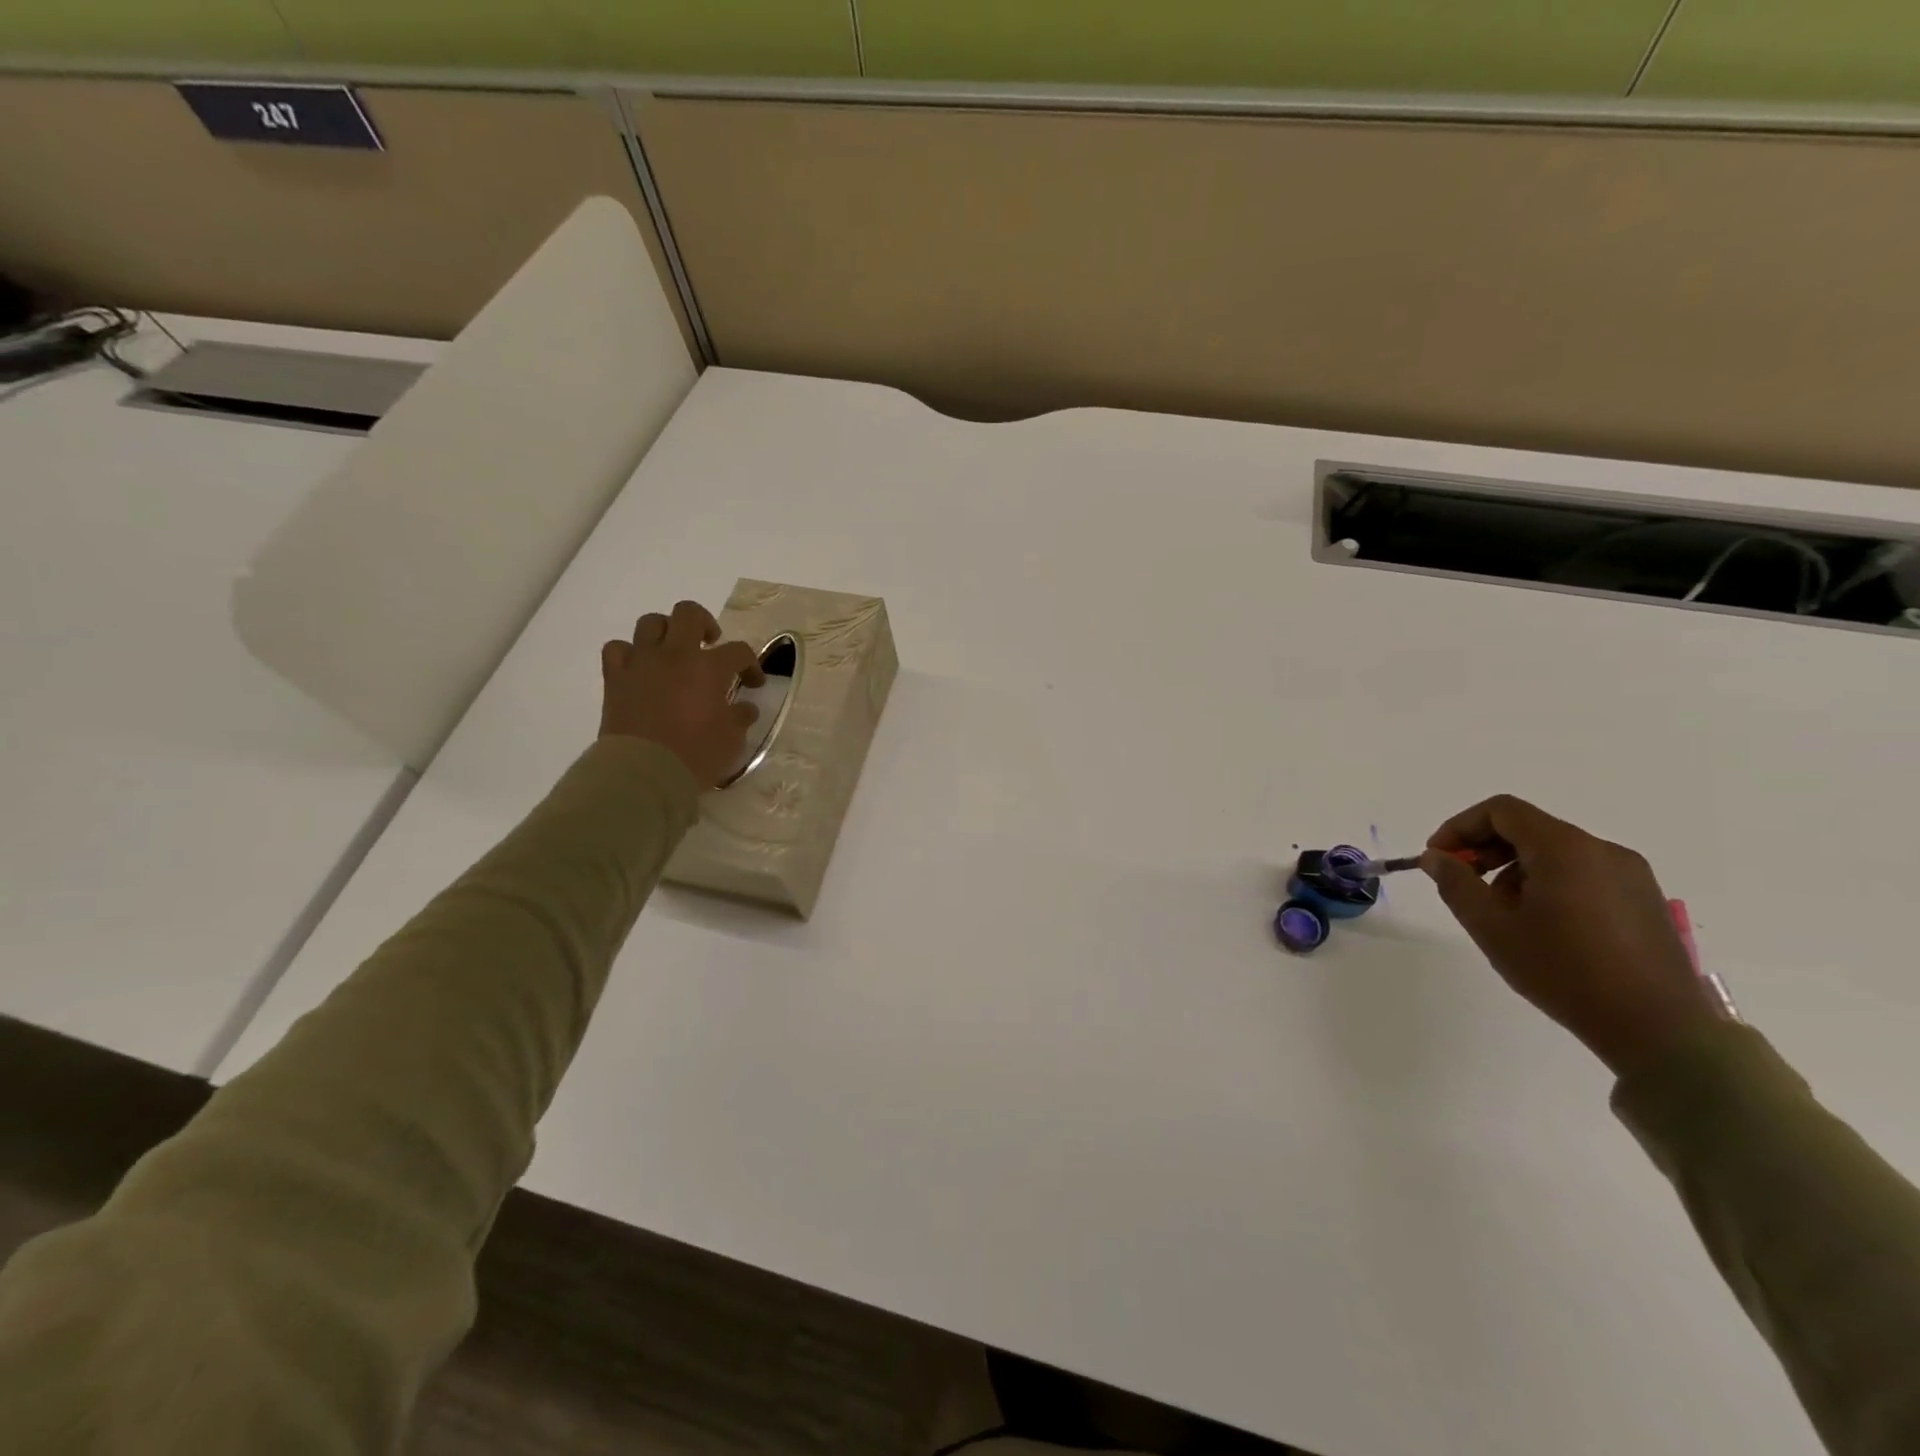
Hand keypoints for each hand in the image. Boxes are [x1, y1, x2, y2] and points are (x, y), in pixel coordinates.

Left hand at [600, 600, 764, 788]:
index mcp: (709, 668)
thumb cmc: (696, 755)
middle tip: (710, 644)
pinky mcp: (615, 678)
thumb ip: (740, 717)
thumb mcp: (732, 739)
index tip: (753, 683)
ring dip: (666, 631)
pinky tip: (640, 667)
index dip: (750, 665)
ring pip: (651, 623)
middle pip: (689, 614)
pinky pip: (617, 649)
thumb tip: (744, 707)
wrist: (644, 772)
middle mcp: (675, 655)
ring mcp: (642, 663)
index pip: (739, 651)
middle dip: (705, 624)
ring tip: (673, 650)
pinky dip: (630, 653)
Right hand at [1422, 795, 1722, 1075]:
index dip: (1459, 828)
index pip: (1500, 811)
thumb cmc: (1564, 971)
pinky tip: (1543, 927)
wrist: (1659, 1030)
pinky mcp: (1644, 900)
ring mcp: (1630, 874)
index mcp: (1565, 848)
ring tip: (1503, 915)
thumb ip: (1456, 883)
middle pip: (1528, 829)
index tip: (1439, 860)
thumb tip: (1436, 857)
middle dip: (1486, 850)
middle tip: (1463, 886)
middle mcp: (1602, 849)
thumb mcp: (1492, 927)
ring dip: (1515, 870)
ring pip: (1555, 853)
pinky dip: (1549, 884)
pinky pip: (1583, 874)